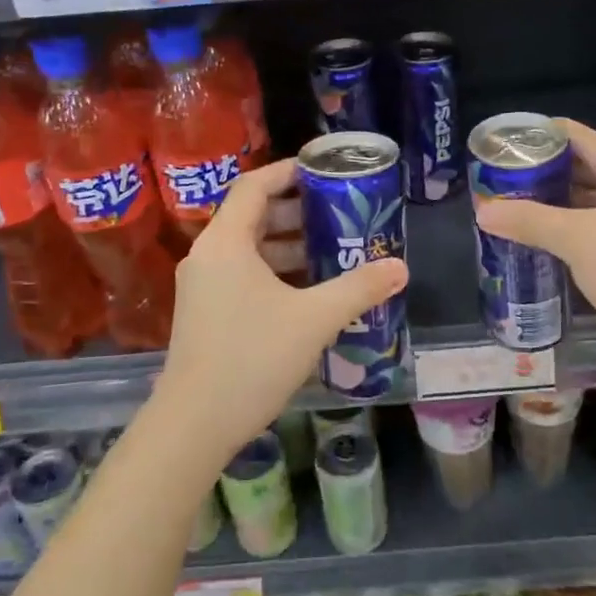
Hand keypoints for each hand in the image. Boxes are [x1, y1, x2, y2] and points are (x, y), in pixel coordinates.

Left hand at [151, 158, 407, 471]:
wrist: (194, 425)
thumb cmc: (252, 359)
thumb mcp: (313, 319)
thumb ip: (358, 289)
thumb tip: (401, 267)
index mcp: (226, 242)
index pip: (254, 185)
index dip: (288, 171)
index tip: (324, 170)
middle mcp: (208, 256)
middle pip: (252, 215)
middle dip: (297, 210)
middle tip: (339, 212)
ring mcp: (203, 286)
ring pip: (248, 248)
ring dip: (288, 244)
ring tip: (332, 249)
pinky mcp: (205, 312)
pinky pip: (242, 274)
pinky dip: (274, 271)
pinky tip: (308, 289)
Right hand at [474, 119, 595, 375]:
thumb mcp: (575, 241)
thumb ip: (528, 220)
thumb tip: (482, 212)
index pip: (583, 137)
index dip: (542, 136)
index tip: (507, 144)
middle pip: (594, 166)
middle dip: (550, 173)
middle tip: (508, 179)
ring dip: (566, 203)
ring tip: (523, 206)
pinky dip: (586, 226)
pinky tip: (556, 238)